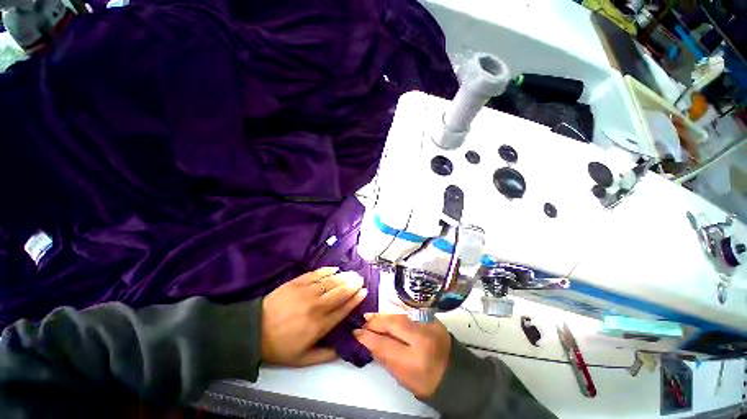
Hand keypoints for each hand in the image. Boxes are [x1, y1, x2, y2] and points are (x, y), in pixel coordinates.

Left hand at [261, 267, 367, 366]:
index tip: (364, 292)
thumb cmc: (280, 346)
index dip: (355, 299)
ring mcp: (306, 292)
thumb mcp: (303, 359)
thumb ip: (326, 355)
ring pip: (330, 281)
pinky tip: (335, 269)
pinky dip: (327, 270)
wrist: (254, 331)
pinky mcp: (297, 283)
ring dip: (344, 276)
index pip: (343, 309)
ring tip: (352, 273)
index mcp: (319, 326)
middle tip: (360, 279)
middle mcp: (316, 306)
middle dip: (353, 284)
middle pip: (340, 292)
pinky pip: (316, 274)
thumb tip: (344, 349)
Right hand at [354, 313, 450, 397]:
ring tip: (372, 316)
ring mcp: (429, 325)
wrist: (455, 373)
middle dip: (376, 321)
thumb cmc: (427, 382)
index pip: (384, 345)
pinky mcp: (432, 318)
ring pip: (400, 315)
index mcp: (414, 360)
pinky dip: (397, 311)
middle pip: (393, 324)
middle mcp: (422, 338)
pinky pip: (410, 312)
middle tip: (364, 320)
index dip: (368, 337)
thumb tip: (369, 342)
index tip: (356, 332)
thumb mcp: (403, 378)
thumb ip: (385, 358)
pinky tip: (388, 312)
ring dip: (384, 315)